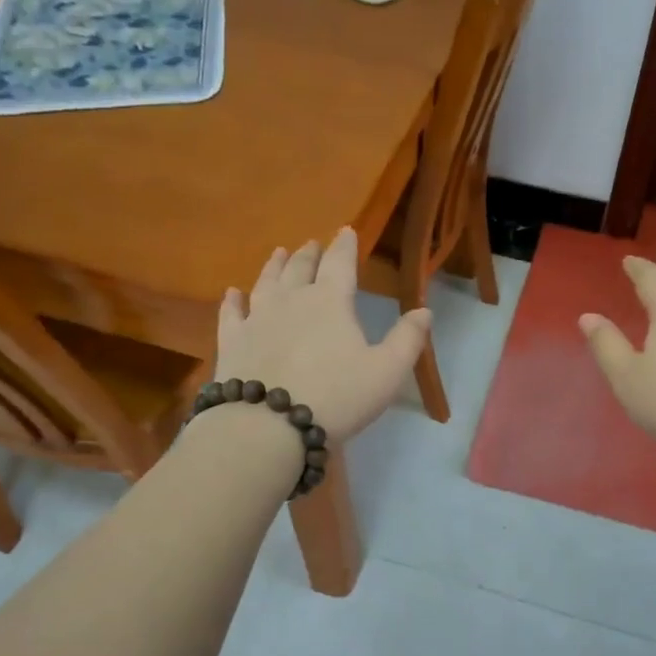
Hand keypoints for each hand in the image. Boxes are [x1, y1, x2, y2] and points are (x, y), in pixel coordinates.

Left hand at [214, 228, 431, 444]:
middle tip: (312, 244)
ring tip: (279, 253)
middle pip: (301, 268)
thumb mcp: (387, 372)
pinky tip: (232, 293)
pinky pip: (231, 313)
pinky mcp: (232, 341)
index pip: (340, 263)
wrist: (268, 425)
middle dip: (310, 254)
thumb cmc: (337, 397)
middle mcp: (292, 300)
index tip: (346, 231)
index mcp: (331, 302)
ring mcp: (257, 318)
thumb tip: (424, 310)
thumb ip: (408, 339)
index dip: (345, 245)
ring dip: (274, 266)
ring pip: (266, 282)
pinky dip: (232, 300)